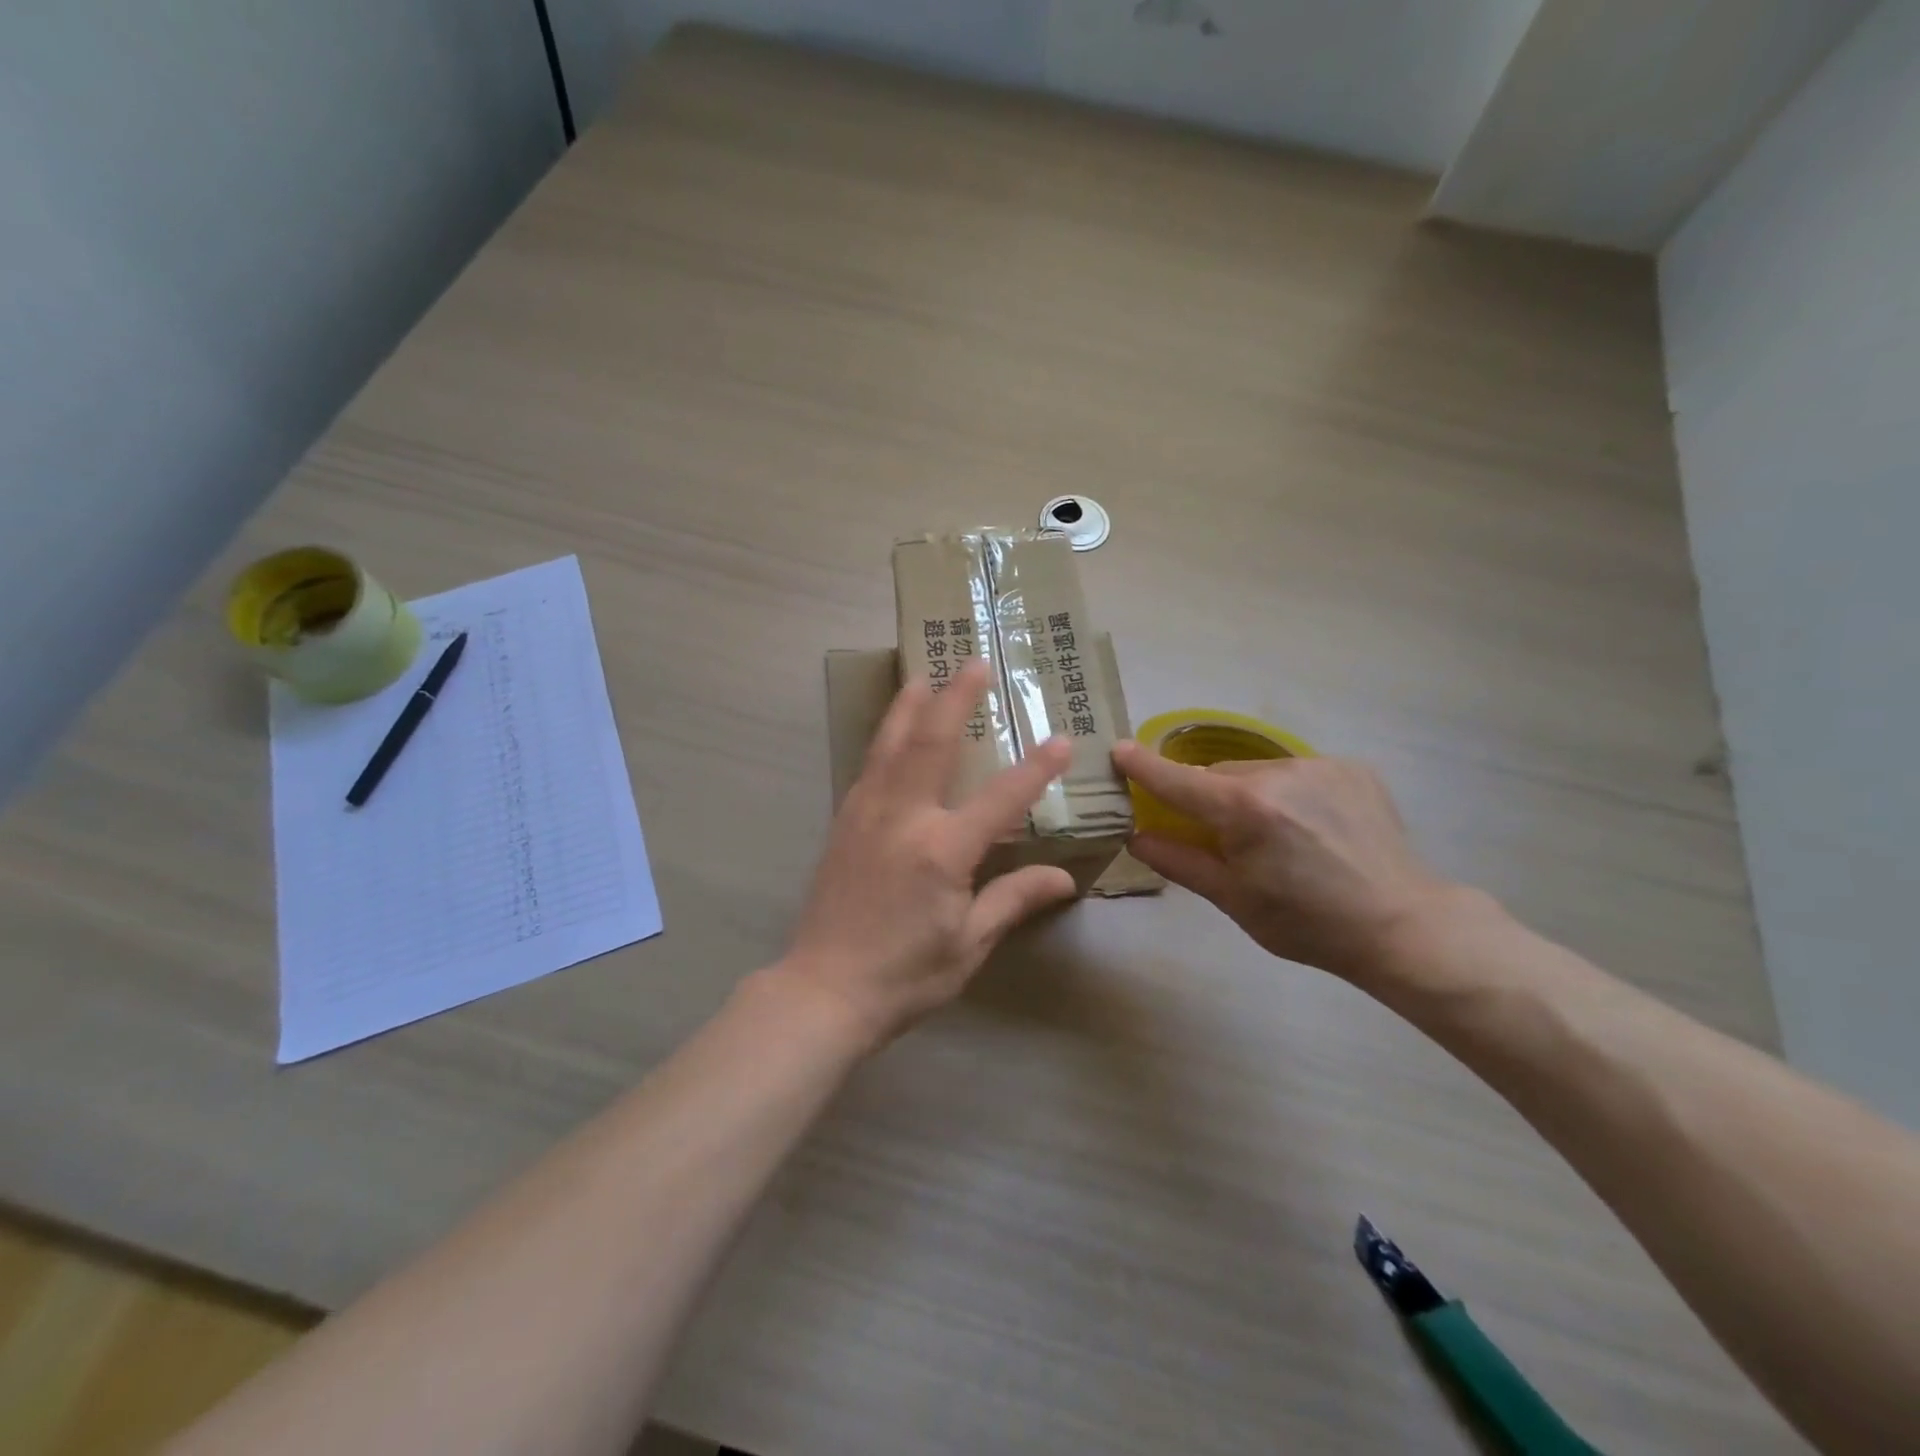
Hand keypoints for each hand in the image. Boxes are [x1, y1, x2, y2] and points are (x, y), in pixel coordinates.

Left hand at [775, 661, 1076, 1048]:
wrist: (824, 990)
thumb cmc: (905, 975)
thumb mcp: (969, 943)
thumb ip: (1013, 899)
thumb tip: (1063, 879)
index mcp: (942, 850)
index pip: (1001, 798)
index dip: (1035, 769)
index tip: (1061, 739)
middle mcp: (903, 818)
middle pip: (932, 743)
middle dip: (956, 699)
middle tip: (973, 663)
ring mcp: (866, 814)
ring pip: (891, 744)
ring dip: (910, 706)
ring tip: (924, 675)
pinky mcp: (843, 821)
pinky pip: (869, 766)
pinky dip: (885, 738)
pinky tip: (891, 731)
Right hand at [1111, 744, 1456, 984]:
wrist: (1402, 923)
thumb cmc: (1307, 923)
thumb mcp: (1233, 900)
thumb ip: (1179, 861)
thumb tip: (1136, 836)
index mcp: (1244, 810)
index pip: (1176, 780)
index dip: (1142, 766)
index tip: (1118, 751)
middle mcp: (1277, 774)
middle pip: (1217, 776)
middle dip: (1208, 799)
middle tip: (1223, 838)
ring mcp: (1318, 765)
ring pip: (1256, 772)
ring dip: (1250, 794)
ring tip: (1276, 836)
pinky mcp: (1349, 767)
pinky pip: (1296, 772)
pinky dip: (1287, 792)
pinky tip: (1310, 826)